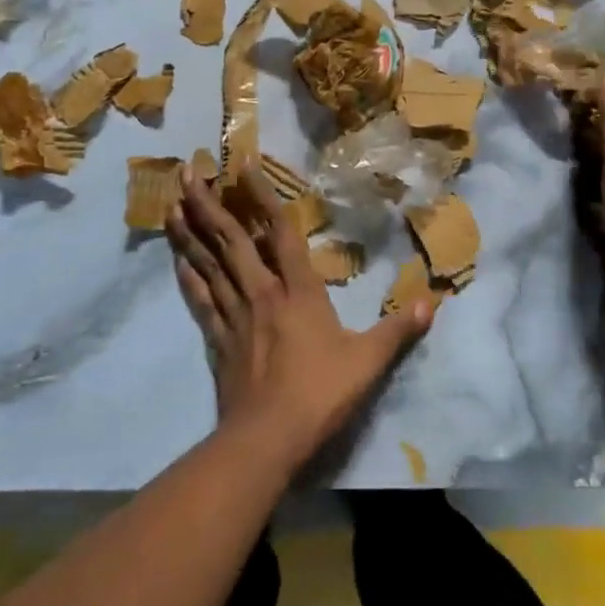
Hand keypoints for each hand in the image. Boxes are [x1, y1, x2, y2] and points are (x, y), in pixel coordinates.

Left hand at [166, 164, 433, 470]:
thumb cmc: (319, 394)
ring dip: (191, 233)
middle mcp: (262, 293)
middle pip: (232, 241)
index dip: (263, 197)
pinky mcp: (219, 341)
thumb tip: (432, 302)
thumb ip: (398, 330)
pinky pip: (201, 300)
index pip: (281, 233)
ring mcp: (236, 316)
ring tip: (172, 205)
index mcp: (299, 291)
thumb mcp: (368, 362)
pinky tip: (177, 261)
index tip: (243, 165)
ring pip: (209, 265)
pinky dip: (188, 277)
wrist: (267, 440)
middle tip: (187, 173)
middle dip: (210, 205)